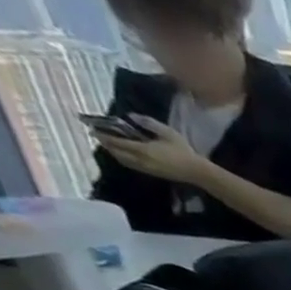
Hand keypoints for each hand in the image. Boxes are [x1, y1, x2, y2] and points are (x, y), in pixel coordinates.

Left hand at [93, 114, 208, 182]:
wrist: (197, 172)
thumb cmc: (183, 151)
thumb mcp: (167, 132)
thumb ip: (148, 123)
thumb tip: (131, 116)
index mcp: (142, 149)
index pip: (116, 142)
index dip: (103, 135)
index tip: (93, 129)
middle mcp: (140, 159)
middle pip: (116, 152)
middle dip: (106, 144)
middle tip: (99, 136)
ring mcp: (145, 168)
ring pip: (123, 160)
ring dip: (114, 152)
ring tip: (109, 145)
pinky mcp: (151, 173)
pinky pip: (131, 165)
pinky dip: (123, 158)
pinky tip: (124, 154)